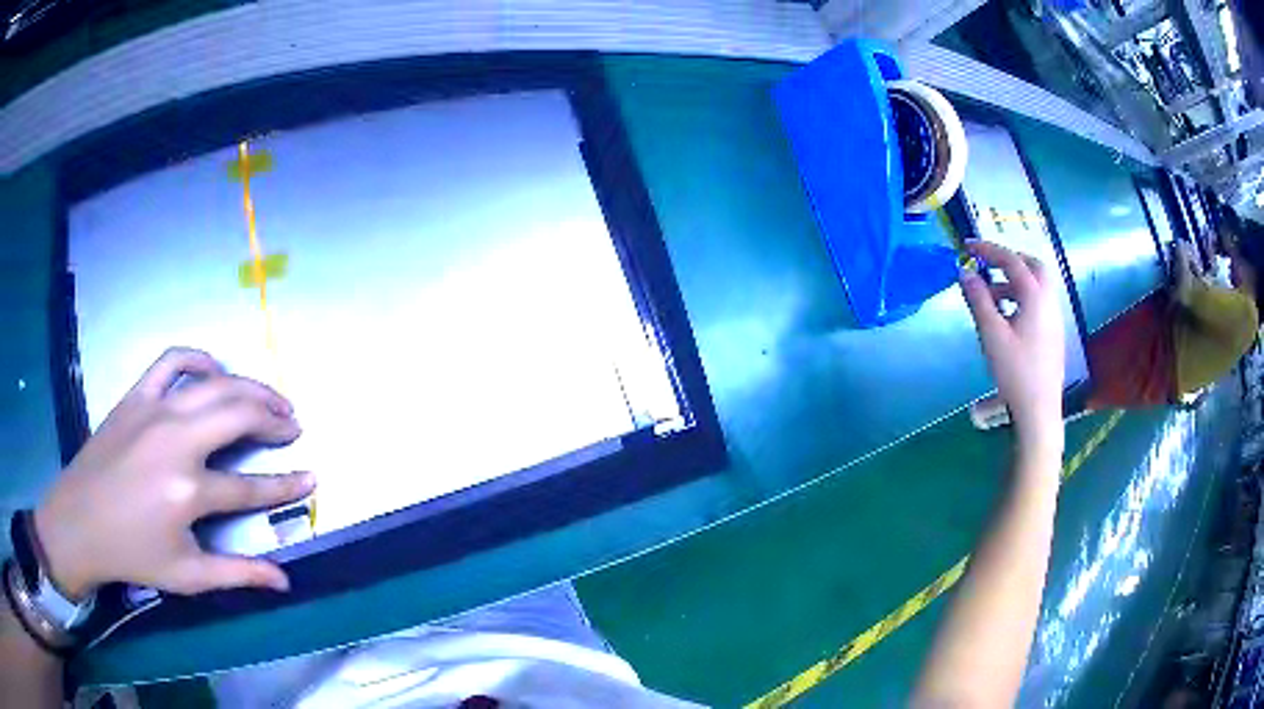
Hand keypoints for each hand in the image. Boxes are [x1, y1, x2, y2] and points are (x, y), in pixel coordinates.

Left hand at [33, 348, 312, 598]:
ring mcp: (155, 411)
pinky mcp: (137, 396)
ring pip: (215, 383)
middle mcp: (176, 442)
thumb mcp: (187, 576)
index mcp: (188, 492)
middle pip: (238, 415)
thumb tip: (286, 581)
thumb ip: (238, 575)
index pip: (251, 486)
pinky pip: (174, 360)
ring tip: (271, 397)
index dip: (287, 484)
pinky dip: (200, 358)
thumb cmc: (133, 554)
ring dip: (250, 387)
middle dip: (274, 419)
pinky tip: (216, 369)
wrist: (80, 522)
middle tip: (293, 426)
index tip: (312, 477)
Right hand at [960, 242, 1064, 464]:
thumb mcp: (992, 334)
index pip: (1011, 260)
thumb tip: (965, 272)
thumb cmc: (1015, 371)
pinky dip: (1022, 297)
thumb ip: (978, 300)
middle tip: (988, 266)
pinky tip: (1007, 318)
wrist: (1039, 409)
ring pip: (1037, 285)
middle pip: (1033, 266)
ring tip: (991, 297)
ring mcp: (1054, 318)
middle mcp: (1049, 300)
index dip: (988, 250)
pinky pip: (1039, 302)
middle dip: (1009, 260)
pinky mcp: (1053, 333)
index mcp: (1035, 295)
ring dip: (1014, 281)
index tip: (967, 246)